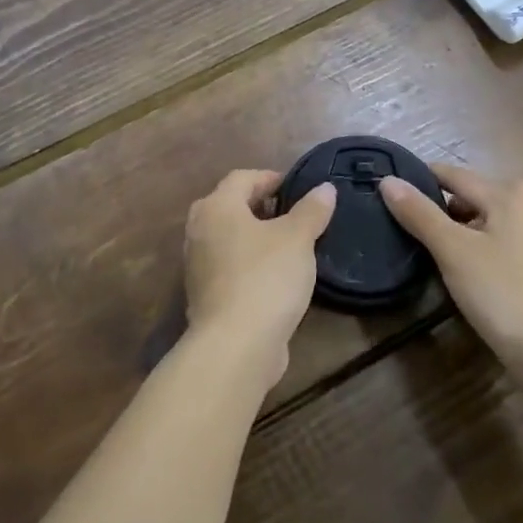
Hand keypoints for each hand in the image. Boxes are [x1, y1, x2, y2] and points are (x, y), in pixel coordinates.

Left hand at [183, 169, 335, 388]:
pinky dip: (249, 263)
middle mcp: (199, 230)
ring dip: (255, 236)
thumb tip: (324, 188)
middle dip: (261, 206)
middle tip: (293, 213)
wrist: (236, 345)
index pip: (242, 178)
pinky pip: (229, 266)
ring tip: (289, 245)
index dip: (271, 178)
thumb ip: (311, 210)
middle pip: (230, 206)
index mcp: (216, 207)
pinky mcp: (204, 294)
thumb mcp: (298, 239)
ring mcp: (197, 265)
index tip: (298, 188)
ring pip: (228, 238)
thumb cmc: (266, 278)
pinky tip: (275, 276)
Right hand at [381, 163, 522, 378]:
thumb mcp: (452, 250)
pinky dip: (475, 249)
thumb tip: (387, 180)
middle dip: (437, 210)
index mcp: (507, 192)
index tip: (385, 193)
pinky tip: (459, 271)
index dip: (418, 182)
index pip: (451, 175)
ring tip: (425, 251)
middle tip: (403, 229)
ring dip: (455, 232)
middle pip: (468, 197)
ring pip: (482, 222)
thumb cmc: (501, 292)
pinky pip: (496, 243)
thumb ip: (419, 213)